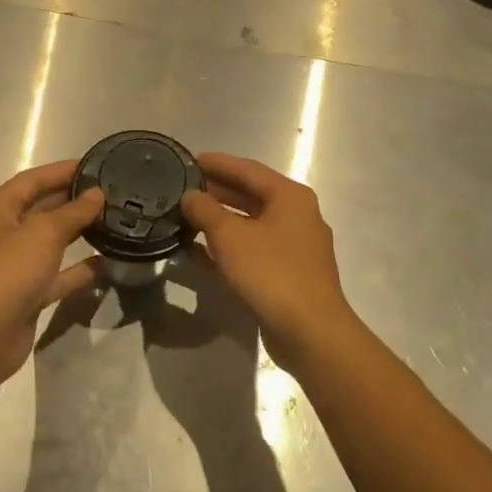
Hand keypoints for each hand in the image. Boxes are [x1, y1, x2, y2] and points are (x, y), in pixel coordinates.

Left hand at [0, 161, 104, 387]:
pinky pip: (58, 275)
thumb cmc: (6, 273)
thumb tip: (97, 194)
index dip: (62, 170)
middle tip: (113, 193)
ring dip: (79, 233)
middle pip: (42, 208)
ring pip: (52, 242)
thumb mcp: (42, 234)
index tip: (97, 164)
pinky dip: (79, 269)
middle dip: (74, 200)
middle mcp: (4, 233)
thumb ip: (73, 212)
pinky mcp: (27, 295)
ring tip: (114, 221)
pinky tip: (107, 263)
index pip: (32, 179)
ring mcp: (15, 266)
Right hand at [180, 152, 360, 373]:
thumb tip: (190, 196)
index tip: (188, 159)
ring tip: (186, 217)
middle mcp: (297, 215)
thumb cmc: (271, 273)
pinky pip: (253, 249)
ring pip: (251, 224)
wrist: (310, 331)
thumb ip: (205, 211)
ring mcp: (295, 246)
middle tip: (182, 188)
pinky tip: (200, 253)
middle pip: (251, 195)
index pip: (248, 169)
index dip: (217, 163)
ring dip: (220, 221)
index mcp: (290, 196)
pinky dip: (229, 247)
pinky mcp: (288, 273)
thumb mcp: (230, 237)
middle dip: (216, 191)